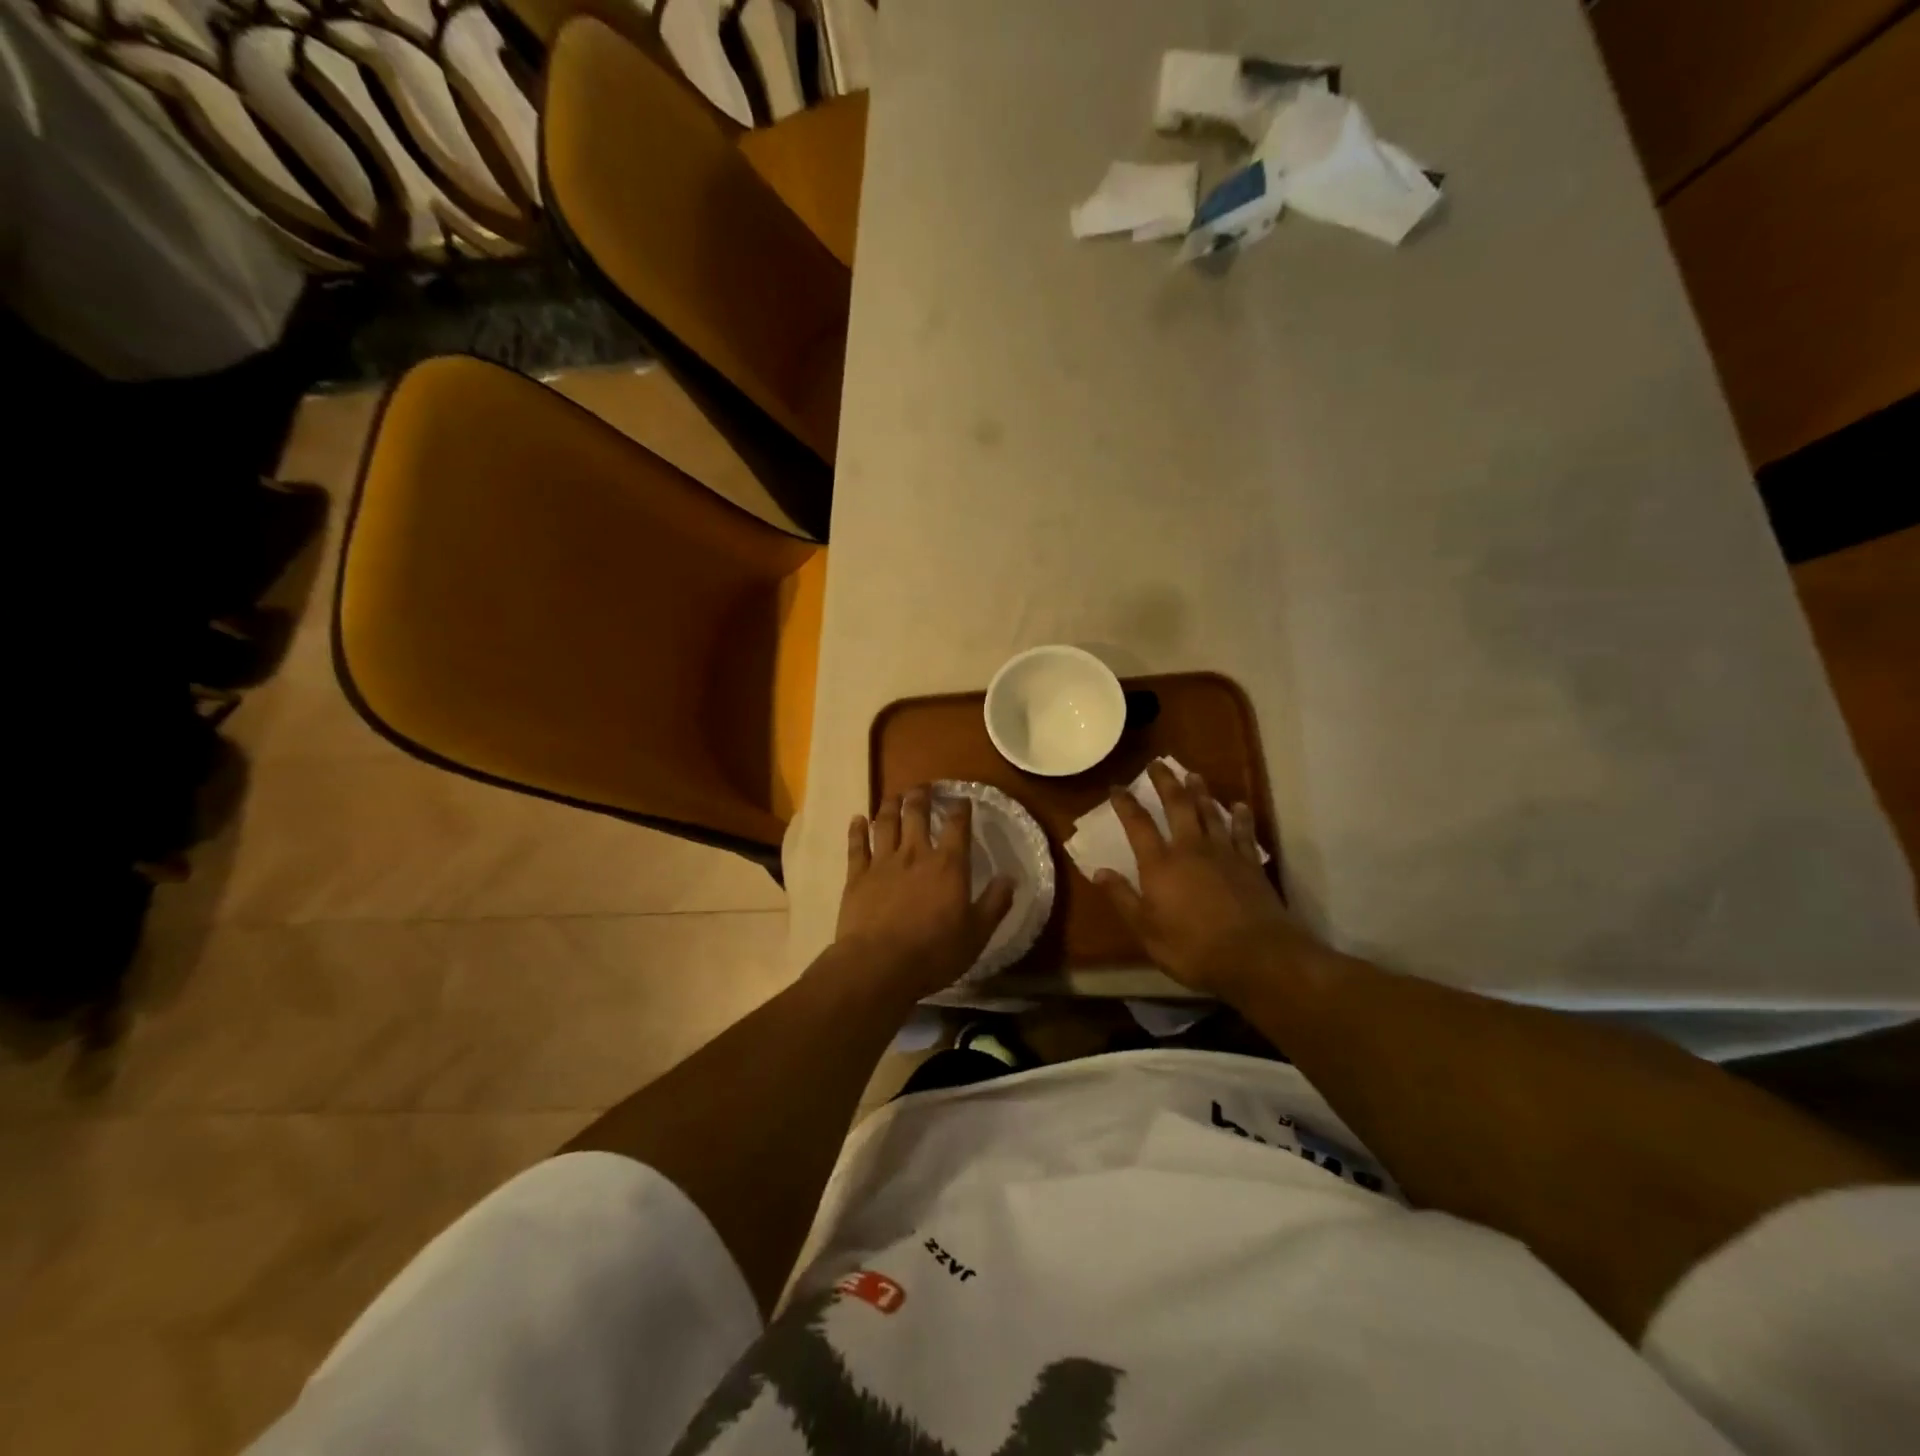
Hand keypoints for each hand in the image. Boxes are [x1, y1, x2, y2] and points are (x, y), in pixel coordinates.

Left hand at [834, 786, 1015, 1001]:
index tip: (962, 800)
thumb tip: (1011, 878)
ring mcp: (883, 862)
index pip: (958, 826)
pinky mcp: (857, 876)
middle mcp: (915, 854)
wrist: (879, 964)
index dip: (960, 809)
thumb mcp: (977, 933)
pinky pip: (856, 845)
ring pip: (886, 823)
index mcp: (948, 865)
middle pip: (916, 814)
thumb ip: (994, 903)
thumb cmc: (934, 952)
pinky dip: (857, 830)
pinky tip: (857, 819)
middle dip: (921, 797)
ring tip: (894, 796)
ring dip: (890, 806)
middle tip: (923, 787)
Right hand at [1095, 762, 1308, 1000]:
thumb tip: (1098, 871)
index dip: (1126, 804)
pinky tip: (1239, 807)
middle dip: (1165, 782)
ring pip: (1210, 813)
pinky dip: (1240, 817)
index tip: (1117, 787)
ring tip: (1193, 775)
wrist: (1256, 956)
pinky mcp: (1250, 864)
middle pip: (1177, 806)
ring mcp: (1224, 853)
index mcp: (1160, 864)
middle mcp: (1191, 849)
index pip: (1138, 825)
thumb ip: (1123, 898)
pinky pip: (1244, 833)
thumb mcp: (1147, 931)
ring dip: (1200, 792)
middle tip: (1158, 763)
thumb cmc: (1193, 948)